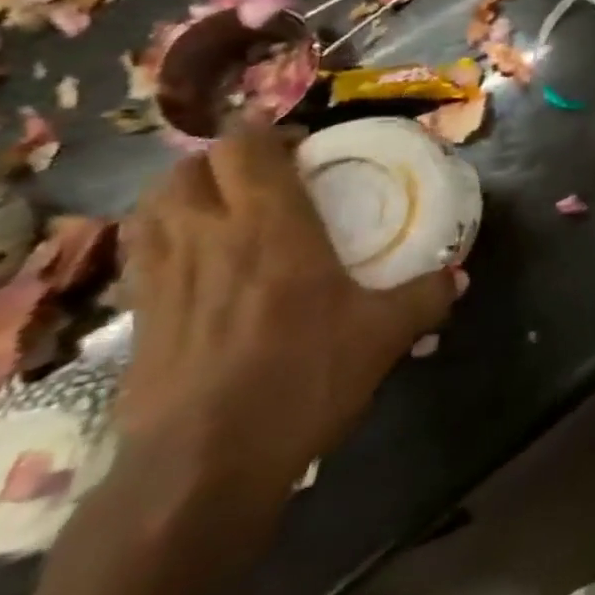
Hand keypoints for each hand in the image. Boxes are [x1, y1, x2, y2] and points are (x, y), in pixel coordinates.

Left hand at [118, 129, 452, 493]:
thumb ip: (425, 295)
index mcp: (270, 226)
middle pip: (192, 165)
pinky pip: (142, 247)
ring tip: (226, 204)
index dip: (267, 129)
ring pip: (155, 202)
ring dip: (188, 188)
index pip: (245, 146)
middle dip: (227, 156)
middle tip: (268, 172)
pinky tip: (197, 257)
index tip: (304, 142)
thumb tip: (458, 275)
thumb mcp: (384, 335)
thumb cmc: (302, 379)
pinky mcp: (136, 314)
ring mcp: (162, 274)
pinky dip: (165, 232)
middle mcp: (207, 235)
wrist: (202, 465)